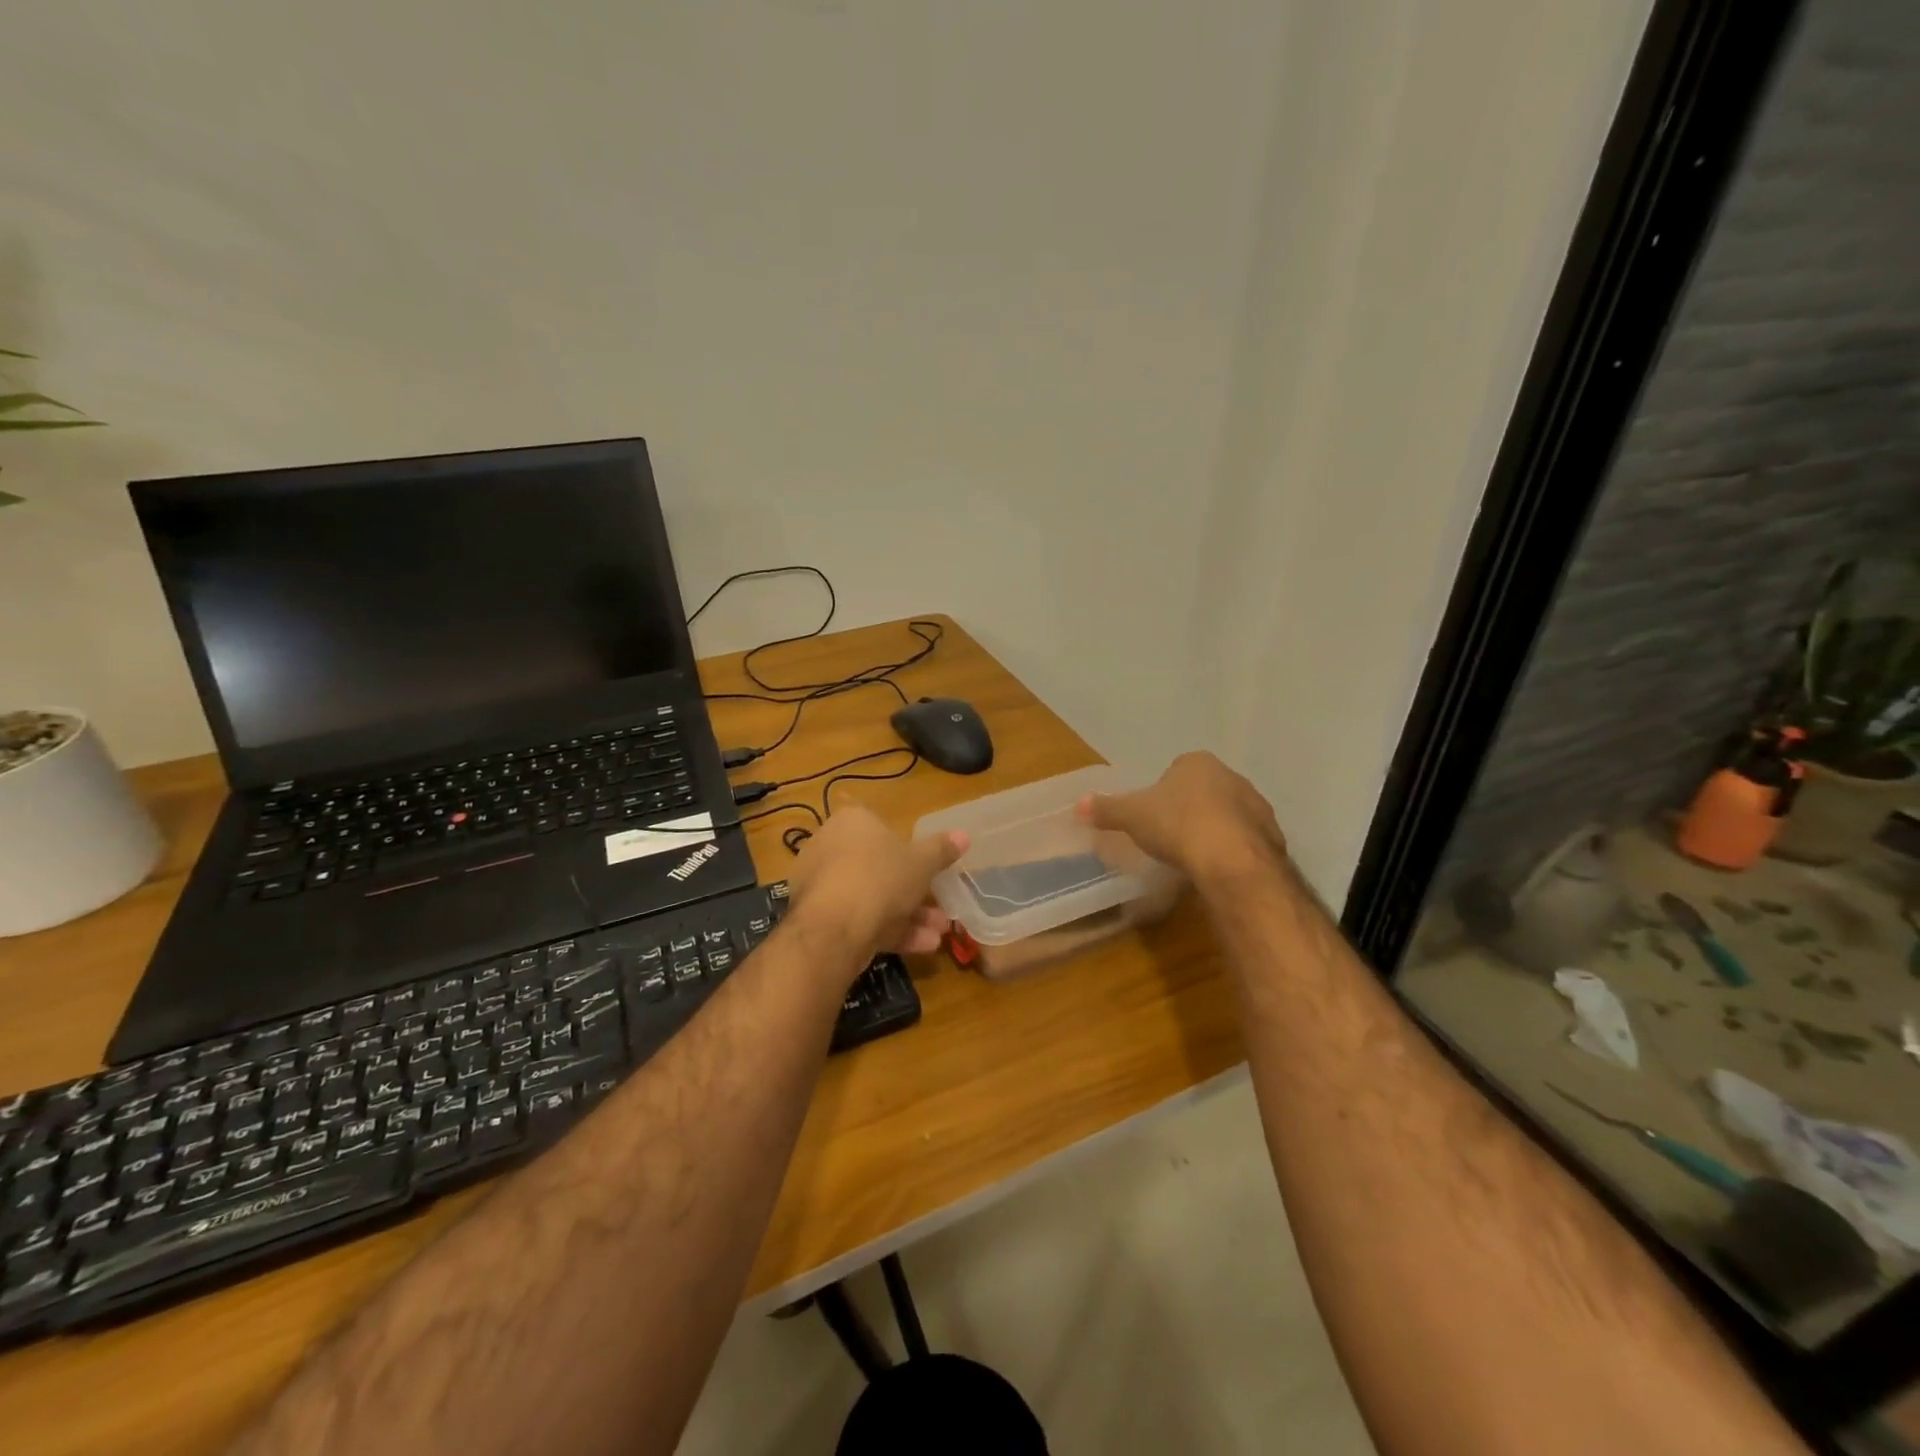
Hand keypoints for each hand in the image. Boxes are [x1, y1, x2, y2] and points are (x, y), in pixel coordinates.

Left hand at [787, 806, 968, 962]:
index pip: (879, 824)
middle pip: (878, 866)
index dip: (905, 846)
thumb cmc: (881, 877)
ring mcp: (821, 884)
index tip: (926, 867)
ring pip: (871, 896)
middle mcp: (829, 846)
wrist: (834, 929)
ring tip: (939, 933)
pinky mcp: (818, 918)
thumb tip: (964, 835)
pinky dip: (888, 931)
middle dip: (913, 890)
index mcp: (851, 821)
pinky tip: (922, 946)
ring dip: (908, 915)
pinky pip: (858, 918)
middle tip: (940, 908)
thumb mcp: (922, 862)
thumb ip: (941, 850)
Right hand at [1078, 752, 1284, 882]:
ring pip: (1227, 814)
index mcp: (1197, 763)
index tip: (1154, 817)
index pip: (1176, 770)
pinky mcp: (1272, 835)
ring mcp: (1256, 805)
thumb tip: (1077, 804)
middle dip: (1190, 809)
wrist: (1231, 860)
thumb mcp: (1132, 816)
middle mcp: (1231, 776)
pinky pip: (1245, 839)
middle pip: (1204, 791)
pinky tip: (1217, 868)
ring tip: (1194, 857)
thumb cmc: (1177, 825)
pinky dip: (1232, 850)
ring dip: (1214, 829)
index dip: (1163, 793)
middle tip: (1171, 837)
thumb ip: (1106, 809)